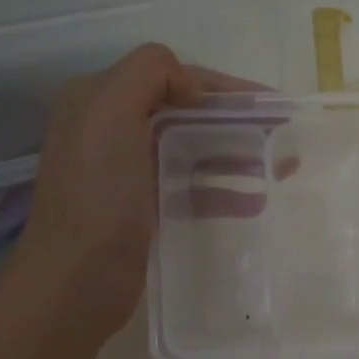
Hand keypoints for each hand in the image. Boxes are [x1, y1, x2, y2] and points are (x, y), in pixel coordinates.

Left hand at [3, 43, 262, 341]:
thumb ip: (149, 75)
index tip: (271, 106)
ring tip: (283, 167)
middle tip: (285, 136)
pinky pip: (193, 187)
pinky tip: (256, 201)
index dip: (224, 88)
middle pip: (189, 113)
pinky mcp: (144, 208)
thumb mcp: (109, 116)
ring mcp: (129, 171)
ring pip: (196, 149)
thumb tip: (196, 87)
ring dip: (239, 154)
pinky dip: (225, 190)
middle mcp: (113, 128)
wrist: (74, 283)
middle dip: (239, 121)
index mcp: (100, 100)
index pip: (174, 77)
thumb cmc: (97, 199)